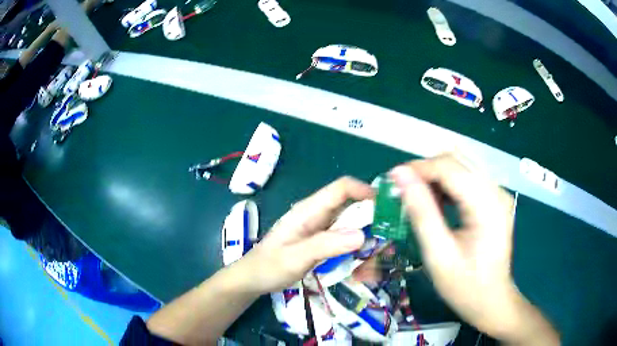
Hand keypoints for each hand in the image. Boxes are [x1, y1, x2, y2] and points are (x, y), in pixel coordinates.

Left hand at [238, 177, 373, 293]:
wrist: (253, 278)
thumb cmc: (269, 266)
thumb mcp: (296, 257)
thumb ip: (326, 245)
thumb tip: (362, 235)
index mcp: (308, 210)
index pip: (341, 188)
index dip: (365, 191)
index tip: (386, 207)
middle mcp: (316, 214)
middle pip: (349, 204)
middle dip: (370, 214)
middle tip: (389, 234)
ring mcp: (318, 227)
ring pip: (349, 220)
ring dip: (365, 230)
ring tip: (380, 248)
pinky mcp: (320, 240)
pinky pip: (343, 235)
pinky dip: (356, 241)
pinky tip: (364, 256)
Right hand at [389, 154, 524, 338]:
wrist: (491, 300)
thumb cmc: (465, 285)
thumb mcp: (438, 253)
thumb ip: (421, 211)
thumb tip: (400, 175)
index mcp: (487, 204)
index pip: (449, 167)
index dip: (418, 169)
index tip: (393, 181)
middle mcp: (496, 191)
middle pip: (456, 161)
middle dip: (426, 170)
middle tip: (403, 191)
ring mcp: (498, 193)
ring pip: (461, 166)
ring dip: (436, 176)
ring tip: (417, 197)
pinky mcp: (495, 199)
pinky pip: (468, 179)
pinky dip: (448, 184)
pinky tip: (437, 202)